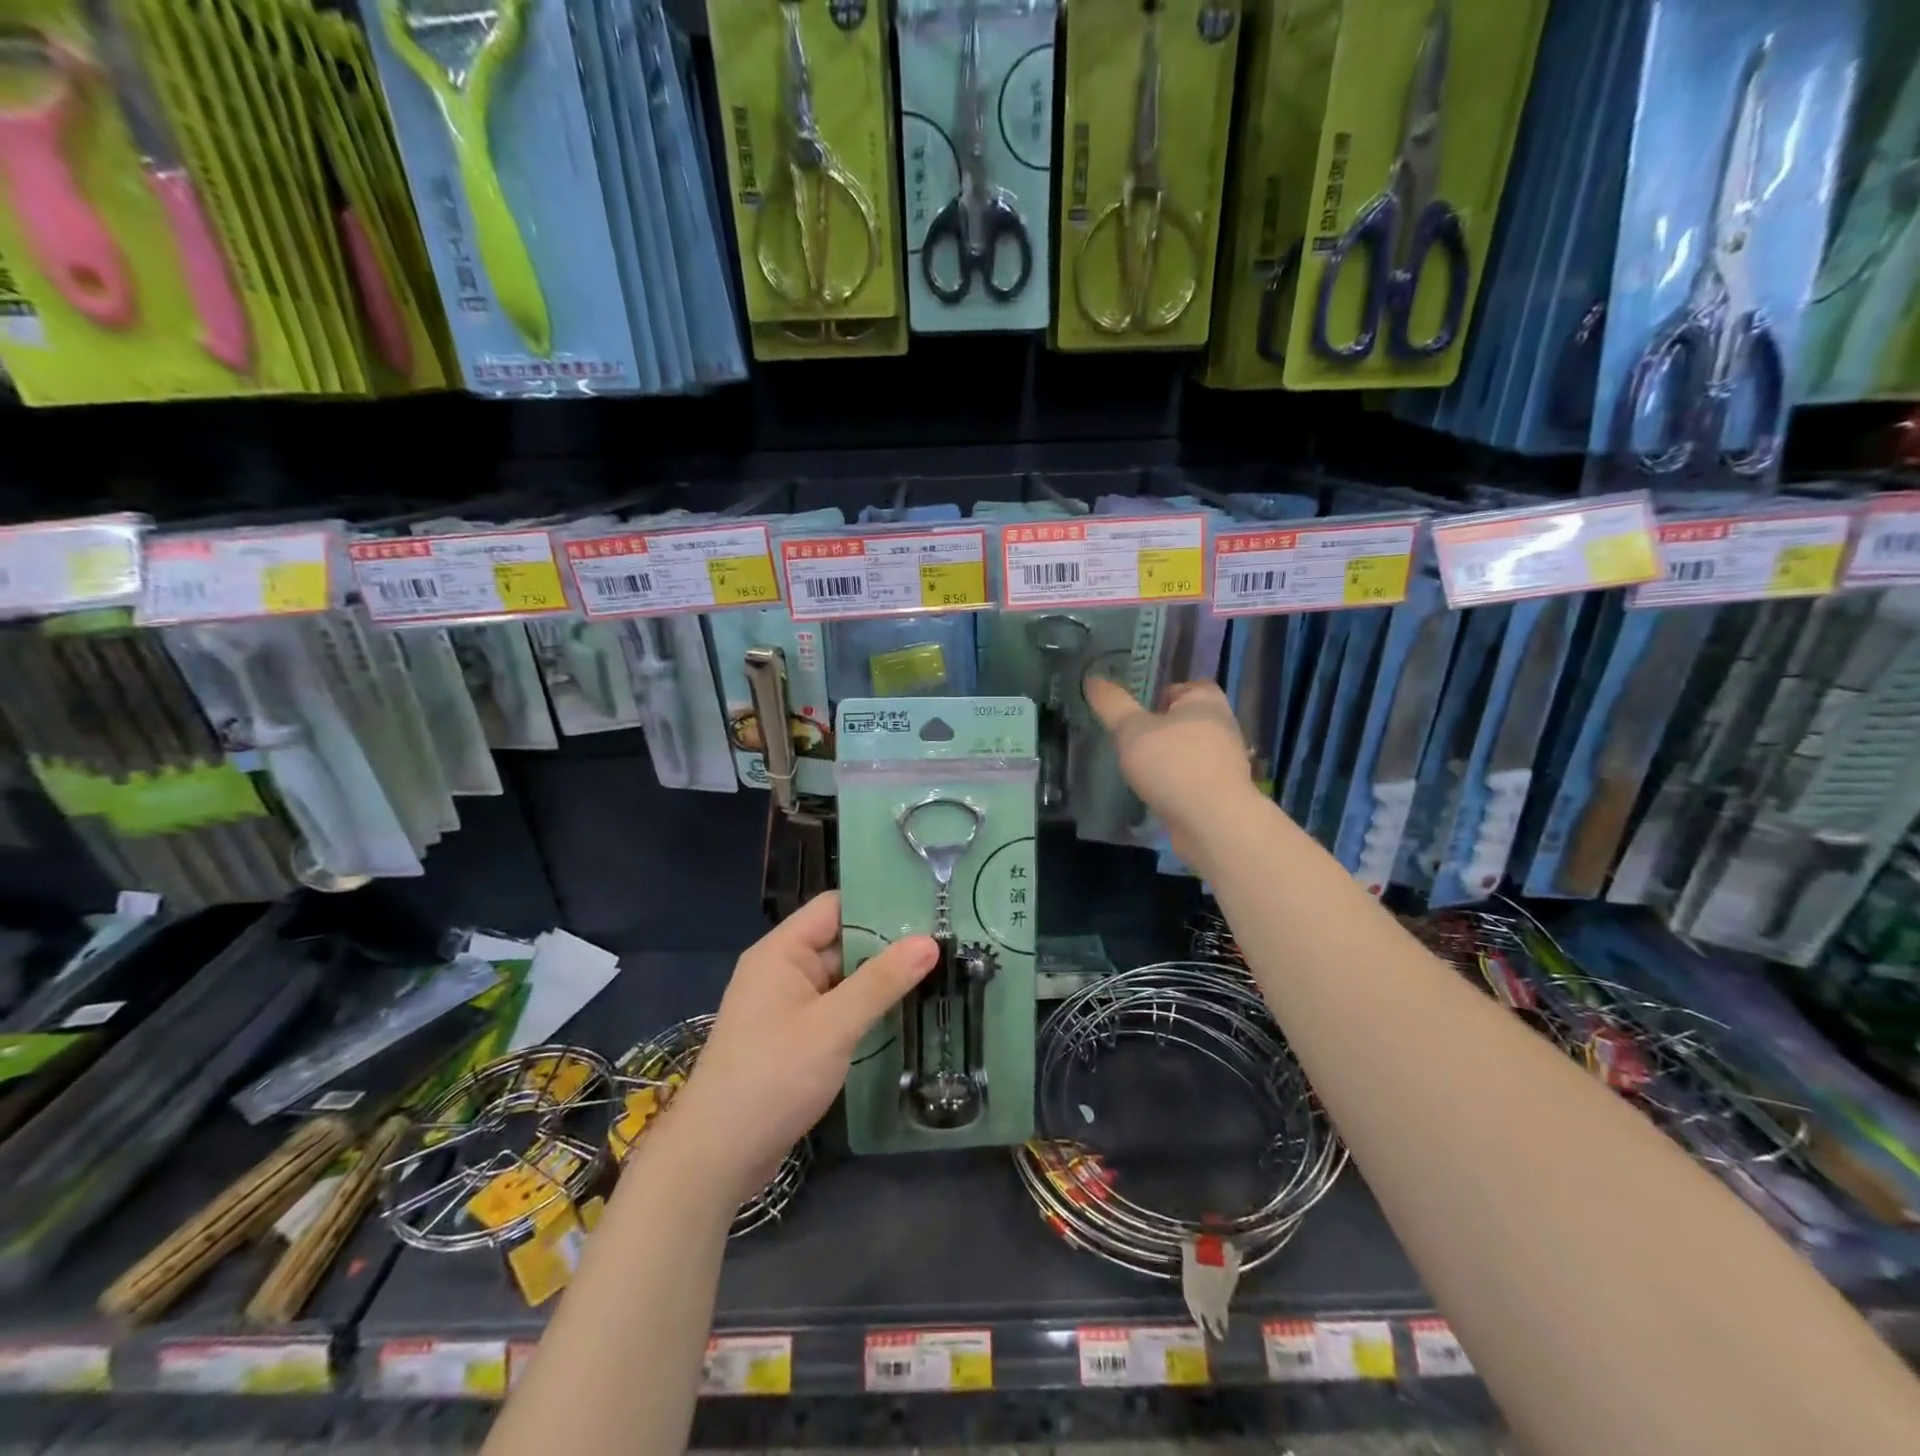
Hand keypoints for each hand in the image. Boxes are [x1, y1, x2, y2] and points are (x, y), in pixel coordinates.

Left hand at [666, 893, 936, 1203]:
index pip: (835, 907)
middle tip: (945, 944)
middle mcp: (783, 971)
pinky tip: (906, 1016)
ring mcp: (787, 1008)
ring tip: (938, 975)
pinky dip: (866, 1012)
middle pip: (842, 943)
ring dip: (881, 982)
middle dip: (889, 946)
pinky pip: (836, 1012)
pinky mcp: (794, 1041)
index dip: (878, 903)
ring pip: (843, 980)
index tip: (927, 907)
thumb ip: (881, 982)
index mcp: (782, 952)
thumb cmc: (772, 1076)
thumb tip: (929, 941)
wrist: (716, 1156)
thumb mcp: (833, 1025)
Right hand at [1084, 676, 1254, 860]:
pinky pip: (1192, 777)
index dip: (1155, 696)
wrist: (1214, 823)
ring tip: (1138, 769)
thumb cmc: (1173, 765)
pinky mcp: (1223, 790)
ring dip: (1167, 758)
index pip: (1180, 687)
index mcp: (1205, 700)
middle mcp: (1222, 724)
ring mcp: (1226, 760)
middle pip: (1183, 719)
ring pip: (1188, 750)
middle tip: (1129, 741)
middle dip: (1159, 729)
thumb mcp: (1131, 730)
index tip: (1131, 713)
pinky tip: (1156, 792)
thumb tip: (1093, 678)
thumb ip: (1112, 704)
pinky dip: (1175, 782)